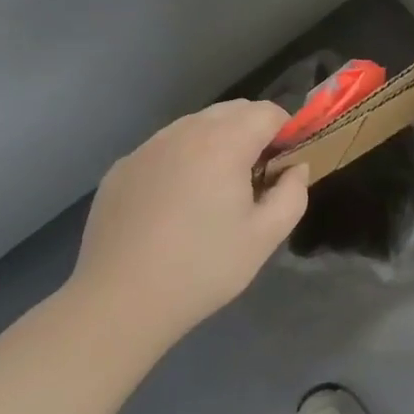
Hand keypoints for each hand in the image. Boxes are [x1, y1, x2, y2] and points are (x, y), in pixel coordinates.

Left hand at [66, 101, 308, 346]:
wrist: (118, 302)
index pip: (268, 112)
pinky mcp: (122, 167)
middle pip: (232, 111)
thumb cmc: (201, 268)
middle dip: (252, 133)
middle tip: (254, 178)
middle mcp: (185, 131)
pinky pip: (164, 148)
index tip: (284, 165)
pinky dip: (180, 160)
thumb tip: (295, 169)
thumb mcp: (264, 238)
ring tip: (212, 190)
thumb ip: (292, 194)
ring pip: (196, 126)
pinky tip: (173, 205)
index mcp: (225, 141)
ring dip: (215, 143)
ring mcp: (148, 146)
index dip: (286, 132)